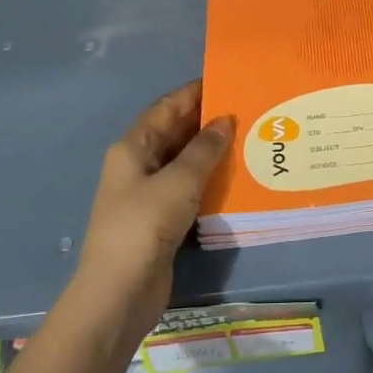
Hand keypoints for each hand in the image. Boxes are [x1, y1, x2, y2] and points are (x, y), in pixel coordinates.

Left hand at [75, 80, 233, 339]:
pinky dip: (211, 181)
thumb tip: (225, 120)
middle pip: (176, 132)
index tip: (229, 80)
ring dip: (213, 152)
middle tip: (250, 110)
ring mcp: (149, 194)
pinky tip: (239, 178)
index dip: (195, 92)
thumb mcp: (179, 181)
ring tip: (252, 140)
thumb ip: (204, 149)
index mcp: (133, 147)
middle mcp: (139, 165)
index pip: (167, 107)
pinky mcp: (162, 219)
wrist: (120, 292)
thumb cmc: (144, 226)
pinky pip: (190, 189)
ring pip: (185, 162)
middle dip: (209, 121)